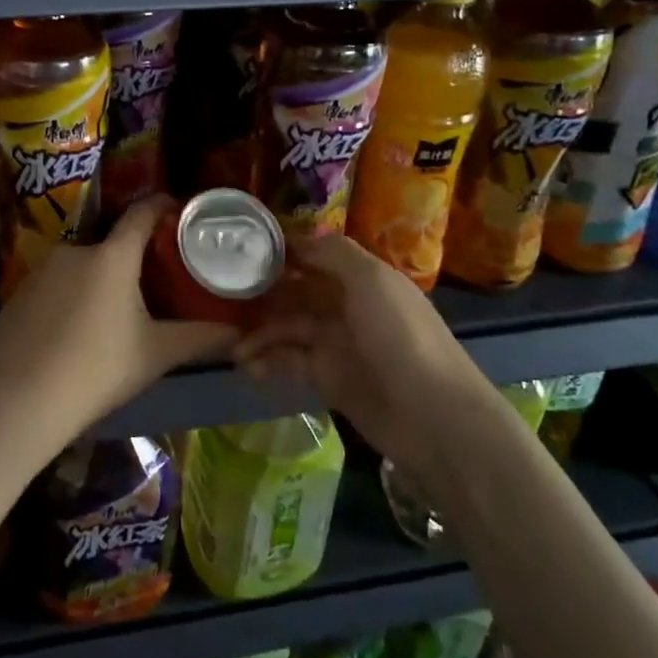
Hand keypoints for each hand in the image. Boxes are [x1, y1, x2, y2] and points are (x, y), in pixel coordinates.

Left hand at [0, 196, 235, 446]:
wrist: (20, 399)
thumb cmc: (98, 369)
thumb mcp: (156, 354)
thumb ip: (199, 338)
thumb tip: (238, 333)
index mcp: (112, 256)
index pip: (141, 213)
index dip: (162, 206)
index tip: (178, 211)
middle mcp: (74, 251)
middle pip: (111, 247)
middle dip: (130, 262)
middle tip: (150, 288)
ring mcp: (40, 270)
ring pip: (80, 269)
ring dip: (97, 284)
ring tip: (110, 318)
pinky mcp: (18, 293)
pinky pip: (53, 288)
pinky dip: (68, 301)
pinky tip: (72, 334)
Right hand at [237, 233, 483, 461]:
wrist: (434, 417)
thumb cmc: (400, 337)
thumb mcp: (371, 280)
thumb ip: (332, 253)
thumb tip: (294, 240)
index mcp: (360, 279)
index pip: (313, 257)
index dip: (279, 254)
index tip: (241, 252)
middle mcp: (346, 306)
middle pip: (294, 293)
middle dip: (261, 295)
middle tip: (223, 299)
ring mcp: (336, 344)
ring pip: (287, 329)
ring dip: (258, 333)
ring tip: (231, 345)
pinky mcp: (329, 379)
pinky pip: (290, 363)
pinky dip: (268, 362)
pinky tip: (249, 367)